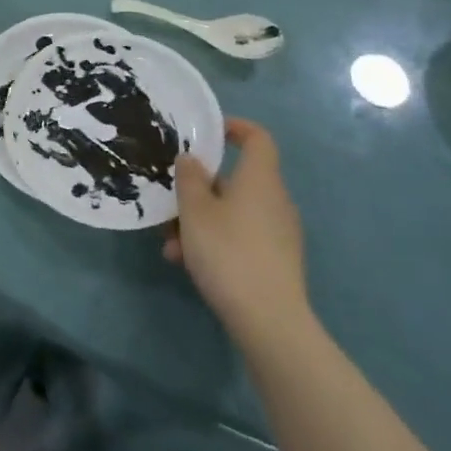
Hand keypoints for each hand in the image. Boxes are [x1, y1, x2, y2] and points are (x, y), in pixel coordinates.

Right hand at [164, 119, 309, 341]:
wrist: (269, 321)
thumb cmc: (228, 252)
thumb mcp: (194, 211)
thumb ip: (189, 179)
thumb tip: (192, 160)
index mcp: (260, 179)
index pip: (258, 138)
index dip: (235, 128)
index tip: (208, 133)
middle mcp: (275, 201)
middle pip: (236, 181)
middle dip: (199, 190)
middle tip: (172, 203)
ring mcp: (279, 233)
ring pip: (233, 213)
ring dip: (200, 222)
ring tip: (171, 245)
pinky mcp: (277, 261)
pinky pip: (241, 237)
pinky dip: (215, 242)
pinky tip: (189, 264)